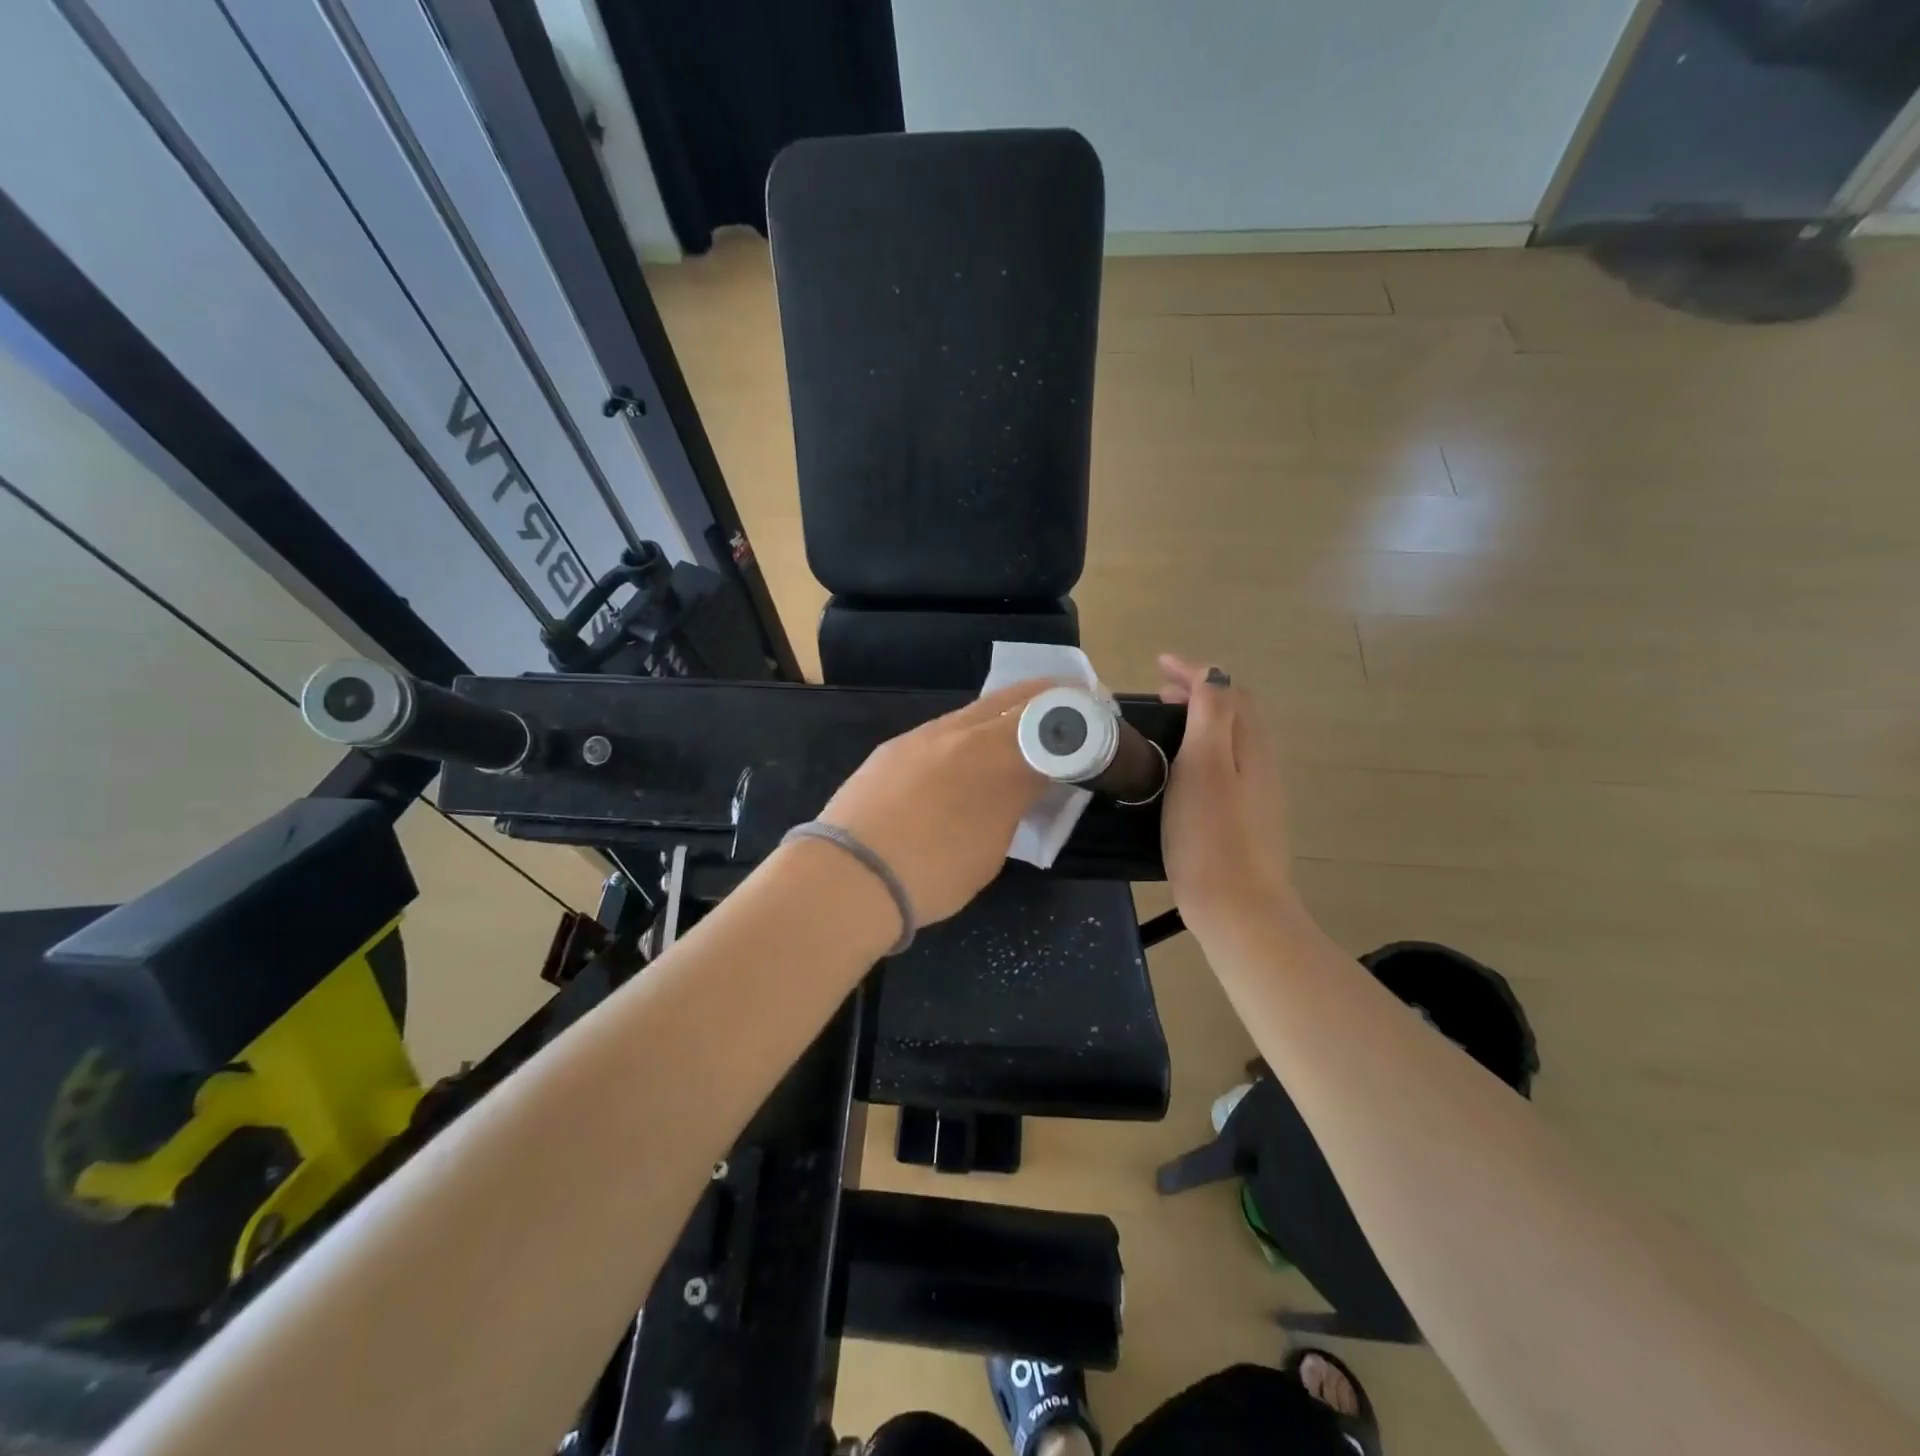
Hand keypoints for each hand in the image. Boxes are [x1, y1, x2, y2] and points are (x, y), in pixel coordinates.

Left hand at [816, 680, 1053, 927]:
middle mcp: (962, 733)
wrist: (849, 876)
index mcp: (997, 760)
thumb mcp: (992, 847)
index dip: (1077, 717)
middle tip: (1070, 706)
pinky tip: (964, 757)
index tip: (1094, 717)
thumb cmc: (932, 874)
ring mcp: (923, 736)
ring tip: (1020, 733)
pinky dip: (968, 734)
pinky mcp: (894, 746)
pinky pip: (944, 729)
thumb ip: (1014, 804)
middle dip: (1048, 699)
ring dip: (1005, 714)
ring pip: (976, 710)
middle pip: (1015, 699)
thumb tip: (1023, 786)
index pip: (1050, 722)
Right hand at [1157, 655, 1299, 936]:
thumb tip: (1213, 675)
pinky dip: (1202, 746)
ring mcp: (1255, 791)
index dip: (1194, 671)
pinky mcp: (1244, 816)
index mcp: (1250, 744)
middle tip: (1159, 692)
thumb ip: (1211, 715)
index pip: (1226, 689)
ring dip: (1200, 718)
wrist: (1237, 907)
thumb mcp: (1205, 765)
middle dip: (1199, 690)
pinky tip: (1179, 767)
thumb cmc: (1211, 834)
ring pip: (1230, 737)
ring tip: (1166, 722)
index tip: (1158, 664)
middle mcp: (1259, 761)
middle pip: (1234, 710)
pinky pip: (1226, 762)